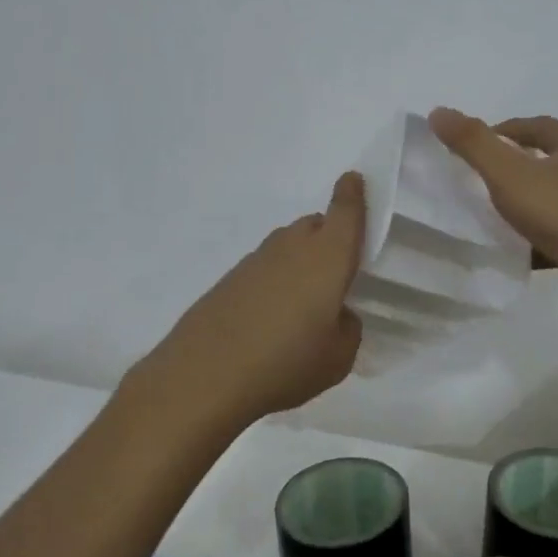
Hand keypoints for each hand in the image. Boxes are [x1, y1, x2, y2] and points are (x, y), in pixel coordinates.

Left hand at [134, 173, 366, 428]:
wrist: (203, 376)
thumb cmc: (285, 363)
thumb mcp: (338, 358)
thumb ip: (348, 328)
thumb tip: (337, 315)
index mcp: (327, 257)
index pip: (344, 212)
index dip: (352, 194)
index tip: (354, 180)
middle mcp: (292, 248)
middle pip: (315, 225)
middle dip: (329, 236)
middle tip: (337, 271)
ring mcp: (255, 261)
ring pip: (288, 246)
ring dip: (301, 260)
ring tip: (304, 302)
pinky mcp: (229, 280)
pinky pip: (264, 268)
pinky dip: (274, 281)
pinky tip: (270, 318)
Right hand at [429, 109, 557, 335]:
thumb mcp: (512, 173)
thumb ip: (474, 144)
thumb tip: (438, 112)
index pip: (534, 127)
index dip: (500, 132)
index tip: (469, 148)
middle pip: (544, 163)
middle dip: (509, 170)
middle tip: (471, 182)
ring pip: (549, 202)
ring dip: (520, 207)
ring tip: (483, 217)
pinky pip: (555, 238)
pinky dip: (531, 242)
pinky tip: (509, 253)